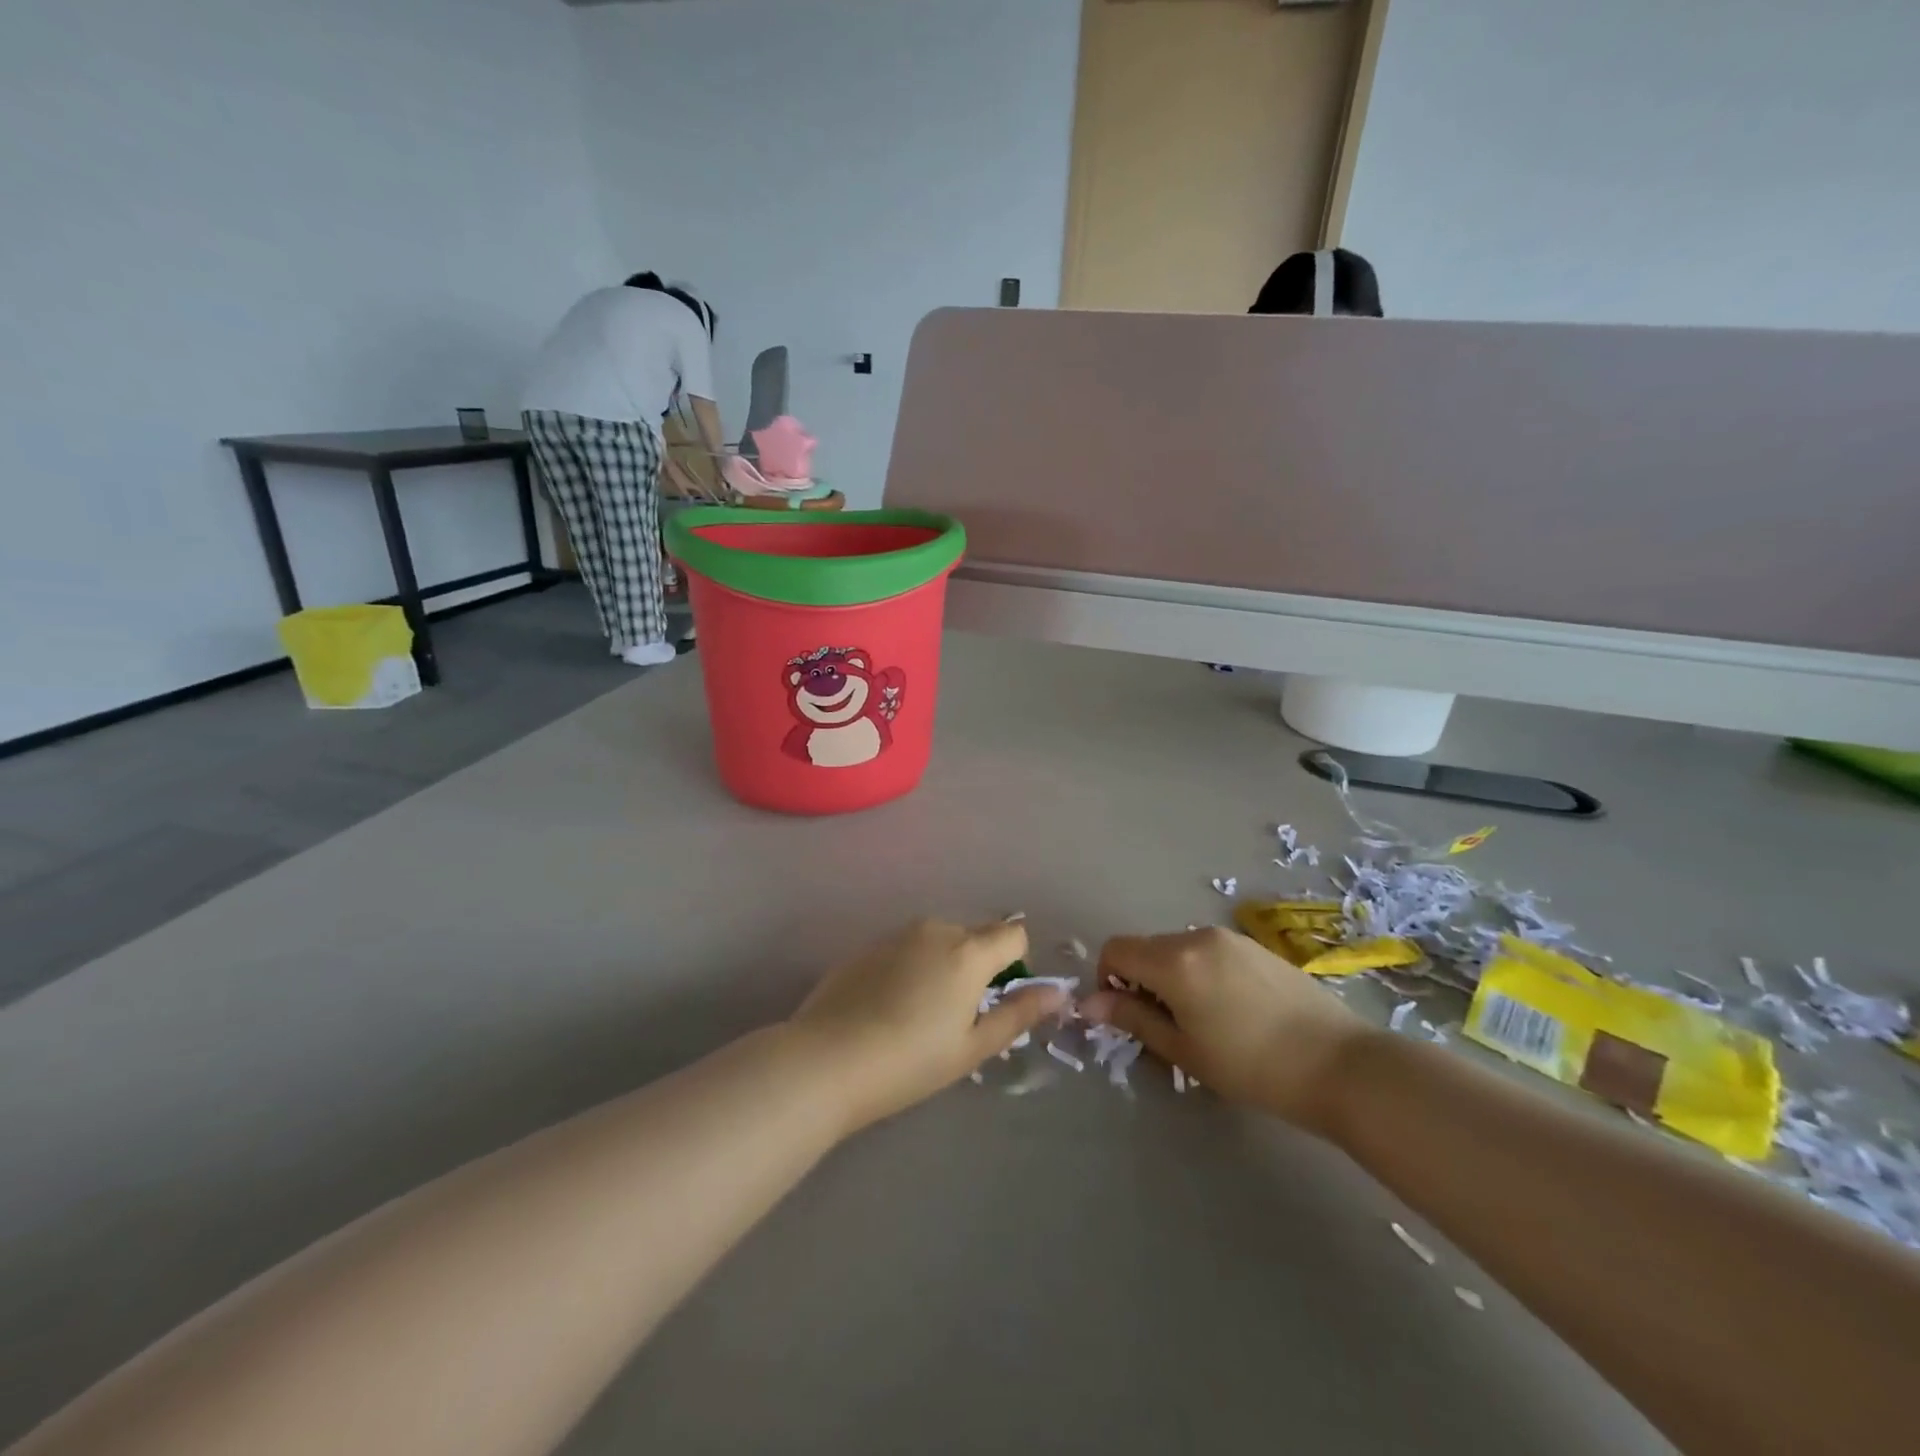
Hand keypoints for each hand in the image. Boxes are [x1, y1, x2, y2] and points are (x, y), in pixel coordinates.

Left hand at [789, 918, 1066, 1134]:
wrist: (827, 1060)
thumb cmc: (910, 1060)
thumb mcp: (972, 1047)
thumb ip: (1018, 1014)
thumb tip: (1058, 993)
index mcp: (968, 951)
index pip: (1013, 933)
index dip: (1016, 962)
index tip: (999, 999)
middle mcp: (935, 929)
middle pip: (975, 935)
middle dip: (978, 965)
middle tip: (959, 1016)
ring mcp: (896, 935)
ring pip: (938, 940)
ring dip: (943, 964)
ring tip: (921, 1014)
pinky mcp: (866, 946)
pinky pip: (906, 948)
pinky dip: (911, 967)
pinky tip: (889, 1007)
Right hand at [1080, 927, 1370, 1131]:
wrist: (1340, 1064)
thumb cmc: (1252, 1066)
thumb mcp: (1183, 1050)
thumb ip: (1132, 1019)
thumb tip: (1088, 1003)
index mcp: (1173, 960)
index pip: (1115, 949)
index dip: (1107, 979)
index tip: (1127, 1016)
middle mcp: (1196, 935)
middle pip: (1146, 948)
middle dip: (1141, 981)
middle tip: (1166, 1028)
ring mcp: (1230, 937)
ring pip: (1178, 950)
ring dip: (1172, 977)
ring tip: (1203, 1022)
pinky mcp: (1256, 946)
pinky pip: (1209, 951)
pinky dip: (1201, 973)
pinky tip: (1232, 1011)